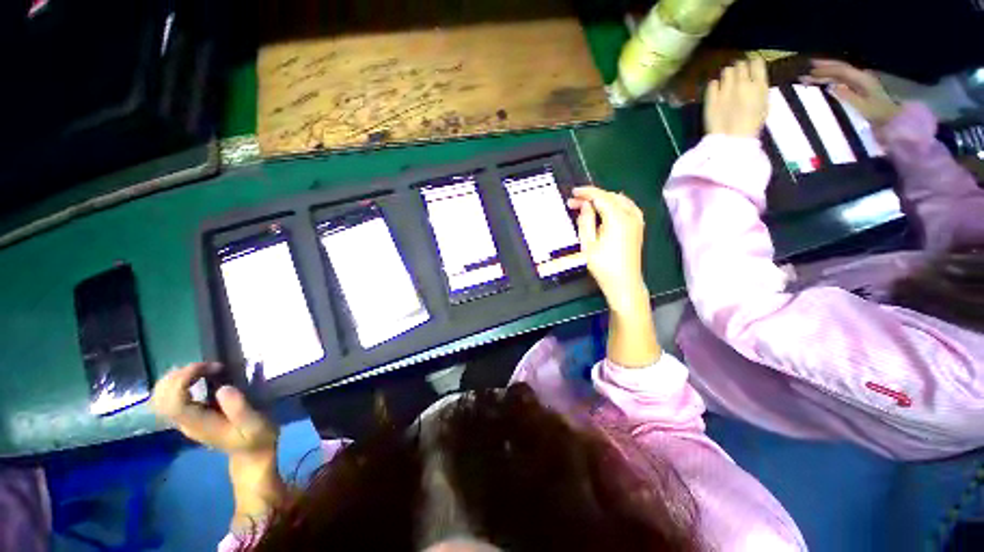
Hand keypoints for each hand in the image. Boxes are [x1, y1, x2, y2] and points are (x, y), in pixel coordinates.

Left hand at [152, 363, 283, 527]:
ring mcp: (184, 420)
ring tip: (202, 369)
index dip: (184, 379)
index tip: (211, 367)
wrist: (252, 455)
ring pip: (160, 397)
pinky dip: (178, 382)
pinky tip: (198, 377)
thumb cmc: (257, 438)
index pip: (173, 402)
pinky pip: (169, 397)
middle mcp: (185, 422)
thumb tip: (222, 388)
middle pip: (160, 398)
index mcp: (199, 424)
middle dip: (178, 376)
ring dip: (175, 377)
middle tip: (206, 366)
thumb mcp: (256, 424)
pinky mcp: (189, 416)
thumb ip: (239, 408)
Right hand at [568, 187, 647, 313]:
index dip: (586, 193)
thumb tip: (585, 205)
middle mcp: (631, 215)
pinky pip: (627, 207)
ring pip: (620, 200)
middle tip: (575, 202)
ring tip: (587, 205)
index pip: (601, 197)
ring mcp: (637, 221)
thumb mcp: (588, 244)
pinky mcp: (638, 227)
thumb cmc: (603, 266)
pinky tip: (606, 209)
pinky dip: (615, 204)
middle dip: (593, 197)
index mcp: (618, 219)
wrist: (624, 283)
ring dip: (603, 199)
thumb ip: (586, 221)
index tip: (573, 192)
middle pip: (611, 197)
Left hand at [705, 57, 768, 138]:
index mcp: (759, 84)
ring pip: (726, 71)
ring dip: (727, 75)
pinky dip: (715, 85)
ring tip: (727, 82)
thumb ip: (759, 89)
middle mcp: (743, 83)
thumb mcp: (764, 104)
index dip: (753, 63)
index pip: (757, 62)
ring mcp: (725, 89)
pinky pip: (712, 84)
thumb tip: (755, 80)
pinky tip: (716, 91)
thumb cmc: (752, 125)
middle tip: (737, 75)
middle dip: (739, 68)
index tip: (751, 67)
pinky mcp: (711, 98)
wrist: (732, 138)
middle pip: (740, 65)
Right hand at [803, 59, 900, 126]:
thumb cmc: (876, 114)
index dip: (825, 69)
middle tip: (809, 66)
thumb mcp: (862, 107)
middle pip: (841, 68)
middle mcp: (862, 76)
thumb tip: (830, 87)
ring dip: (828, 71)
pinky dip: (833, 77)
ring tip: (814, 73)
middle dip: (825, 66)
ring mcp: (862, 81)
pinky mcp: (860, 87)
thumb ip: (847, 96)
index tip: (809, 70)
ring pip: (842, 72)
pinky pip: (844, 78)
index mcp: (861, 79)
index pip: (841, 70)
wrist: (891, 118)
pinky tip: (826, 80)